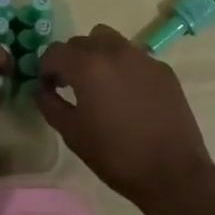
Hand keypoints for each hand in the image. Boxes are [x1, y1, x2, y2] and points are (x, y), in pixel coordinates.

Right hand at [34, 25, 214, 213]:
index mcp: (88, 65)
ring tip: (100, 83)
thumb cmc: (116, 155)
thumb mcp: (73, 134)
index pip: (55, 51)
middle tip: (71, 86)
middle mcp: (113, 51)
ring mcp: (141, 57)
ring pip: (109, 40)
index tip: (48, 87)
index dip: (46, 68)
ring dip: (97, 55)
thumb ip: (50, 104)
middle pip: (81, 42)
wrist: (173, 173)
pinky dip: (123, 67)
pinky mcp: (162, 68)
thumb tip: (42, 90)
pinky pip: (133, 56)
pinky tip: (129, 95)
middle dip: (71, 60)